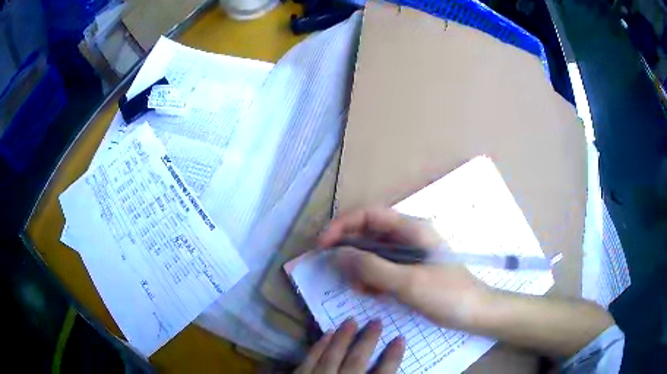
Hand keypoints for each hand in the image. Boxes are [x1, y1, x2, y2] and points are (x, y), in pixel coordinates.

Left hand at [295, 318, 404, 373]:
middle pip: (357, 360)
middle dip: (368, 340)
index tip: (400, 338)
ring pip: (333, 356)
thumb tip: (388, 365)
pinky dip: (319, 346)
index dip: (393, 357)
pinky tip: (327, 333)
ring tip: (352, 320)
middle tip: (376, 321)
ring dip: (344, 338)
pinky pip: (309, 359)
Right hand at [319, 208, 489, 329]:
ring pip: (373, 253)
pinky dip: (372, 279)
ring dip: (360, 269)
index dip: (342, 225)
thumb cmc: (447, 294)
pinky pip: (382, 268)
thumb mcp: (408, 282)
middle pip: (369, 234)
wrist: (475, 312)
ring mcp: (409, 254)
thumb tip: (338, 254)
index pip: (369, 215)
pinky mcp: (410, 270)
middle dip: (350, 251)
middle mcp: (409, 236)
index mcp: (412, 229)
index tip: (322, 245)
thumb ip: (372, 268)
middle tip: (338, 273)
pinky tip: (373, 294)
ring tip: (360, 289)